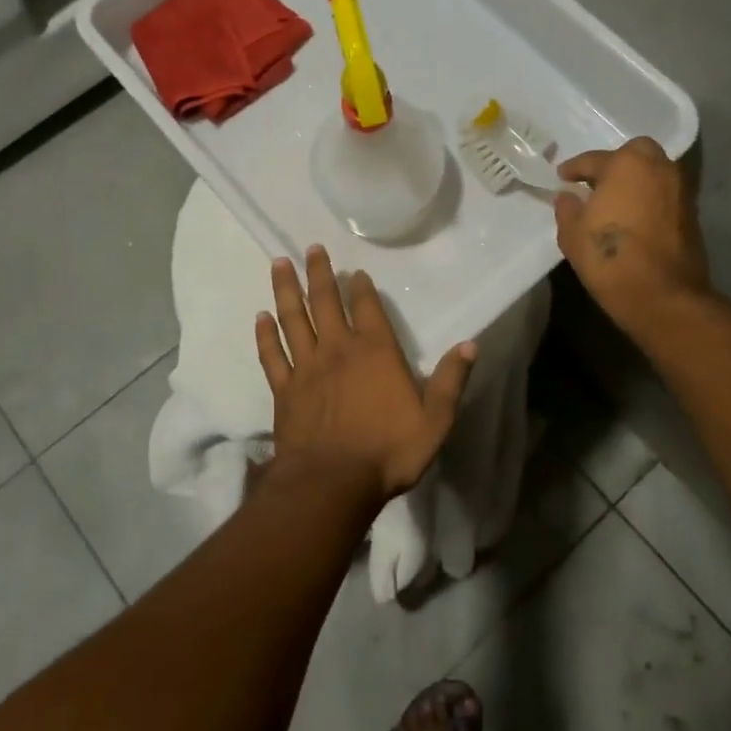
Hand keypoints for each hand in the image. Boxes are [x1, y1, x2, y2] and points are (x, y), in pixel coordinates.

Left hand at [255, 247, 476, 501]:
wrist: (332, 483)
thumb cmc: (389, 451)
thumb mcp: (435, 420)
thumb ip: (450, 381)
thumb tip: (470, 345)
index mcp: (376, 352)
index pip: (368, 308)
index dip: (361, 287)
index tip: (355, 270)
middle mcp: (338, 349)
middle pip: (325, 302)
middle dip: (320, 273)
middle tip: (311, 248)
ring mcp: (306, 367)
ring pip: (293, 318)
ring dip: (287, 290)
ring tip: (279, 263)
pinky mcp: (284, 389)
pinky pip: (272, 355)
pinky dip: (265, 334)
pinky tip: (260, 317)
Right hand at [554, 137, 709, 334]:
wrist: (663, 296)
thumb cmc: (610, 258)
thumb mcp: (572, 234)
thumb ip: (567, 209)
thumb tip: (568, 197)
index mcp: (627, 164)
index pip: (594, 159)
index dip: (574, 169)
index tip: (562, 177)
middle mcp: (659, 168)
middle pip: (633, 155)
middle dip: (614, 165)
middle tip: (595, 184)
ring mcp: (680, 190)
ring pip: (653, 173)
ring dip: (634, 181)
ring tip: (613, 201)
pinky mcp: (692, 213)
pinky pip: (663, 194)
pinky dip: (648, 198)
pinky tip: (632, 217)